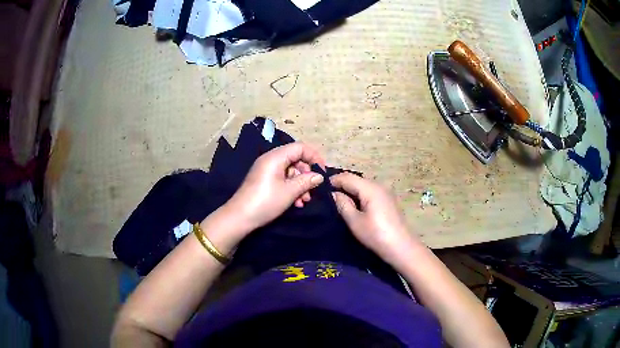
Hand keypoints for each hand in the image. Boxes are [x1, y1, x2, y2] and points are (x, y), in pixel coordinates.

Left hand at [226, 142, 325, 231]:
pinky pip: (281, 178)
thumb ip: (306, 181)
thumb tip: (319, 175)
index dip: (314, 157)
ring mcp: (265, 170)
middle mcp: (270, 160)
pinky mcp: (263, 180)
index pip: (300, 147)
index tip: (322, 171)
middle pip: (295, 159)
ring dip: (300, 184)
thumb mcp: (290, 191)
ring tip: (304, 201)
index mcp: (275, 157)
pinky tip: (295, 203)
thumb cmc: (266, 201)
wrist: (240, 217)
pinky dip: (290, 188)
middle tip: (312, 190)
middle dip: (306, 174)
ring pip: (289, 171)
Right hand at [330, 173, 419, 258]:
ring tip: (337, 203)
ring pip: (362, 186)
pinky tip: (353, 207)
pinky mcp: (387, 201)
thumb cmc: (376, 235)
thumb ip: (342, 204)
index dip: (332, 181)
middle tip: (326, 198)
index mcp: (370, 188)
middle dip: (340, 186)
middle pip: (355, 180)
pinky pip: (369, 193)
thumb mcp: (354, 221)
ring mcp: (384, 192)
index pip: (346, 177)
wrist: (401, 247)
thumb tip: (333, 193)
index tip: (319, 190)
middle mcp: (378, 185)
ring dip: (350, 192)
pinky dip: (359, 197)